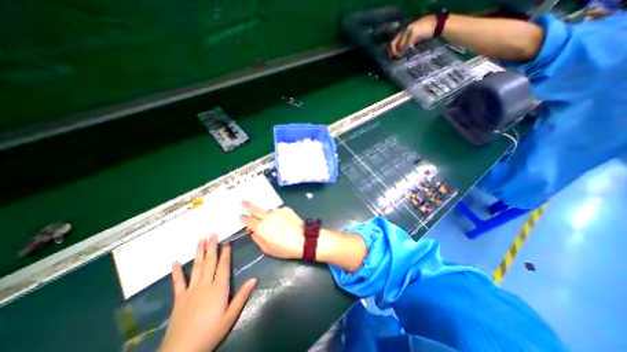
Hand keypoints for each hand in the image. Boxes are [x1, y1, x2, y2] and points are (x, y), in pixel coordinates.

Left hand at [159, 235, 256, 351]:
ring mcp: (190, 290)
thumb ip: (242, 296)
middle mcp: (205, 284)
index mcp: (219, 288)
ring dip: (198, 252)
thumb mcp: (230, 316)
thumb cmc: (210, 333)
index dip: (226, 252)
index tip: (227, 241)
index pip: (223, 265)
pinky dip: (176, 271)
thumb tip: (254, 278)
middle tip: (213, 233)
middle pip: (210, 261)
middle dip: (212, 246)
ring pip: (196, 267)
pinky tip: (175, 261)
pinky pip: (177, 282)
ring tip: (200, 239)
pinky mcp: (179, 298)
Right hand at [241, 201, 303, 257]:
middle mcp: (267, 216)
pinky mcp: (286, 209)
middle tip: (242, 201)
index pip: (248, 220)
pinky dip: (278, 215)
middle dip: (247, 205)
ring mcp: (277, 211)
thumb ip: (257, 239)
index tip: (240, 216)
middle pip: (255, 209)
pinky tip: (283, 221)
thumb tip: (253, 232)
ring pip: (268, 211)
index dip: (243, 218)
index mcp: (260, 227)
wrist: (303, 239)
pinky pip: (278, 212)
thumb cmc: (284, 248)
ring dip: (267, 214)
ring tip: (273, 222)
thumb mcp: (267, 248)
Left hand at [390, 15, 434, 57]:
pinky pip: (406, 45)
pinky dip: (404, 50)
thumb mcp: (413, 39)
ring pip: (399, 45)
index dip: (391, 50)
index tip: (391, 57)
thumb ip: (406, 43)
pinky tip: (404, 53)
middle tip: (395, 59)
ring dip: (398, 53)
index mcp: (404, 30)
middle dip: (393, 52)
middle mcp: (404, 29)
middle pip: (393, 43)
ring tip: (400, 57)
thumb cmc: (425, 32)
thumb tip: (400, 52)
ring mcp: (409, 30)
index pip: (393, 41)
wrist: (437, 25)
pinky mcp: (413, 32)